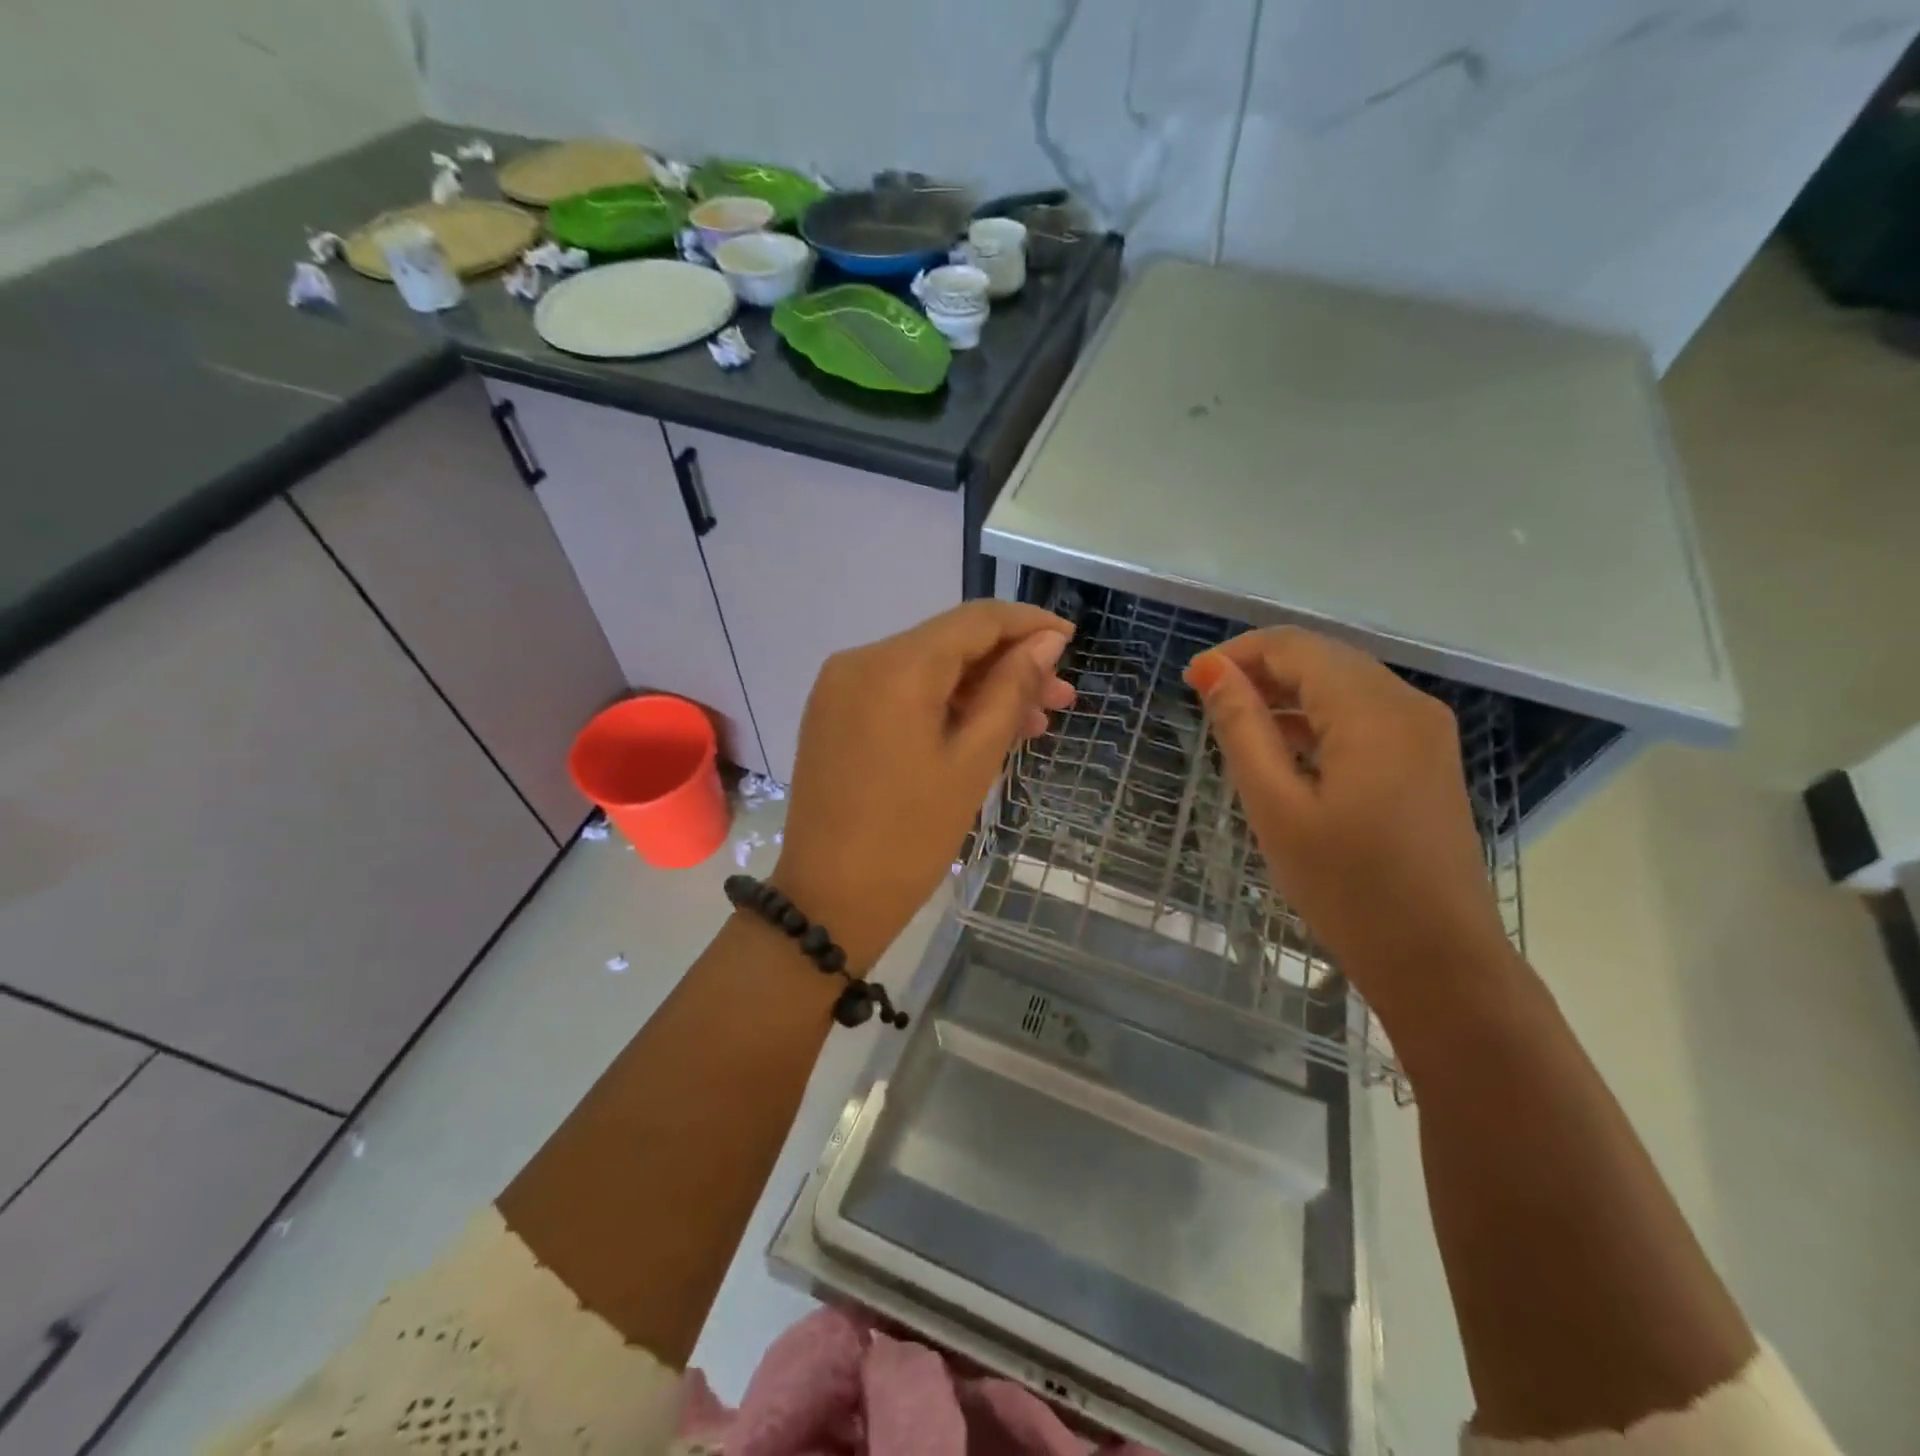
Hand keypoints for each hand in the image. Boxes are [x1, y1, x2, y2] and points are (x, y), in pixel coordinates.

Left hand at [772, 602, 1074, 972]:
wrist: (829, 899)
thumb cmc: (911, 836)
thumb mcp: (973, 761)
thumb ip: (1010, 691)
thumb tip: (1045, 643)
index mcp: (894, 667)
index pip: (974, 620)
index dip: (1027, 625)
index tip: (1069, 641)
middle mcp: (859, 660)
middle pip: (948, 644)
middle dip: (1007, 666)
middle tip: (1061, 699)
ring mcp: (840, 687)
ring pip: (925, 670)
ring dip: (978, 690)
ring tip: (1033, 723)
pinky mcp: (833, 714)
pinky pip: (899, 693)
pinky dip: (941, 705)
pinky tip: (981, 729)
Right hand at [1185, 628, 1513, 1018]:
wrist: (1437, 959)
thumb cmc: (1346, 887)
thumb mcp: (1277, 806)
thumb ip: (1243, 729)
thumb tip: (1211, 669)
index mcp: (1371, 711)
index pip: (1295, 647)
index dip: (1237, 654)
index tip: (1191, 683)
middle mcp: (1407, 704)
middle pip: (1323, 658)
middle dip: (1261, 670)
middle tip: (1208, 704)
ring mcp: (1424, 731)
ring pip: (1344, 684)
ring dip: (1288, 693)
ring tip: (1238, 725)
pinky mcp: (1427, 758)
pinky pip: (1364, 714)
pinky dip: (1318, 718)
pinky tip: (1286, 748)